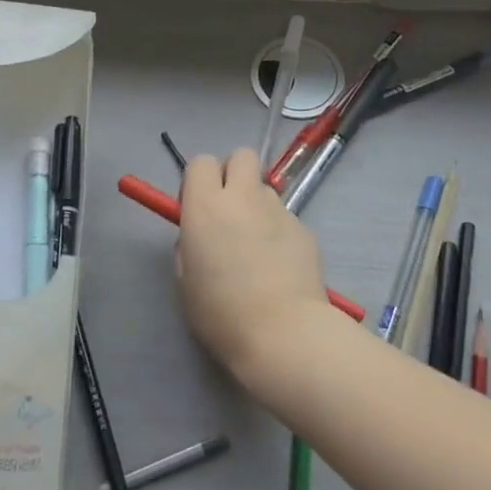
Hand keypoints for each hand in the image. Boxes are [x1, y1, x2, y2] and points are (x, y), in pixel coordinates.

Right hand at [176, 148, 331, 383]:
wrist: (283, 333)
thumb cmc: (221, 312)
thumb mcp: (185, 279)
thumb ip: (189, 245)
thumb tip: (201, 234)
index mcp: (205, 206)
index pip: (201, 162)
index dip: (198, 181)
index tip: (197, 207)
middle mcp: (243, 197)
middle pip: (241, 156)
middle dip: (232, 173)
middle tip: (227, 208)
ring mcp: (278, 210)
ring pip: (265, 189)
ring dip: (256, 205)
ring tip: (255, 245)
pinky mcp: (304, 229)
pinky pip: (285, 218)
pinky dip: (278, 232)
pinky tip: (278, 266)